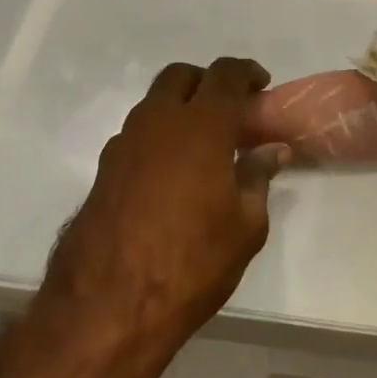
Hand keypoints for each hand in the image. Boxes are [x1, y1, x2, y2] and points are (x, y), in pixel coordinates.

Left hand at [45, 58, 289, 355]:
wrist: (108, 305)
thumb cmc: (192, 262)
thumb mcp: (244, 226)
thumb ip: (258, 178)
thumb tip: (273, 151)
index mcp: (201, 126)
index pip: (225, 75)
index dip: (246, 72)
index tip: (261, 85)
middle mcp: (158, 122)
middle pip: (180, 76)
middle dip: (207, 82)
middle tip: (229, 109)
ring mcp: (124, 144)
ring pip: (154, 104)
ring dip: (179, 109)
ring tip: (202, 144)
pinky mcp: (103, 170)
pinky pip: (137, 136)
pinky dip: (158, 138)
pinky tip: (171, 173)